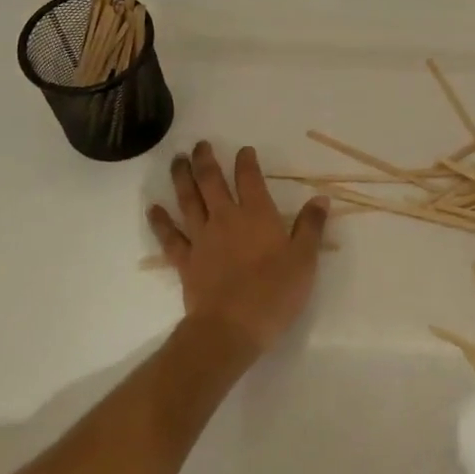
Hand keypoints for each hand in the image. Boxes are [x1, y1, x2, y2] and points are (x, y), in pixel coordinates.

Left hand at [147, 141, 329, 355]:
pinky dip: (161, 221)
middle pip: (211, 181)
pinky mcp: (185, 261)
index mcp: (257, 215)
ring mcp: (202, 238)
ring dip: (181, 178)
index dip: (246, 161)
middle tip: (200, 145)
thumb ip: (311, 227)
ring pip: (188, 201)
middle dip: (205, 160)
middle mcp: (226, 219)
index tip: (244, 150)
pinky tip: (154, 209)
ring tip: (177, 160)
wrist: (231, 328)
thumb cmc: (274, 294)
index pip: (249, 179)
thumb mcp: (304, 260)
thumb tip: (320, 199)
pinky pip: (170, 236)